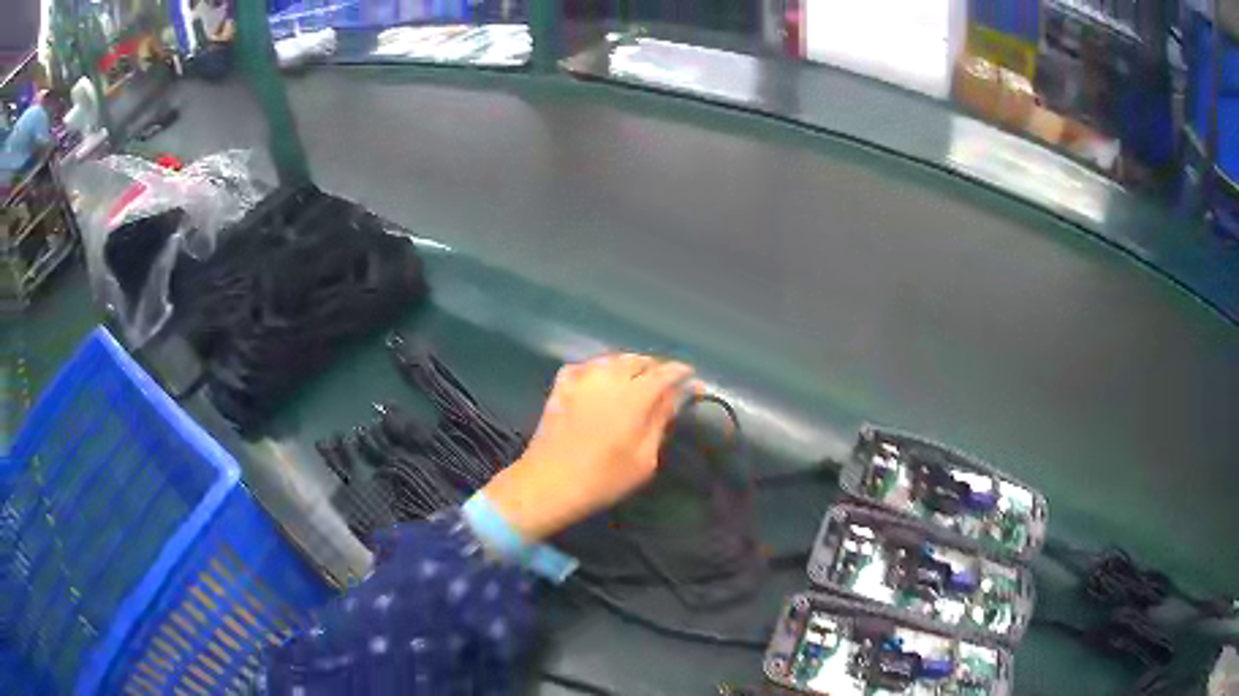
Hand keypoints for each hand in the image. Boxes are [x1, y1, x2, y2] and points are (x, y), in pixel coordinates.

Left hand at [480, 354, 693, 541]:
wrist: (548, 482)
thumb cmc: (603, 478)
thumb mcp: (644, 458)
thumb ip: (660, 421)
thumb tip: (676, 397)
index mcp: (636, 395)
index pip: (665, 372)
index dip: (681, 372)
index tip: (691, 378)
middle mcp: (610, 377)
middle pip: (638, 360)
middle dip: (655, 368)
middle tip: (664, 384)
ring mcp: (582, 378)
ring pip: (612, 359)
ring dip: (628, 366)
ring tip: (635, 380)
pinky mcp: (561, 386)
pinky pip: (585, 367)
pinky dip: (598, 369)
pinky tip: (600, 381)